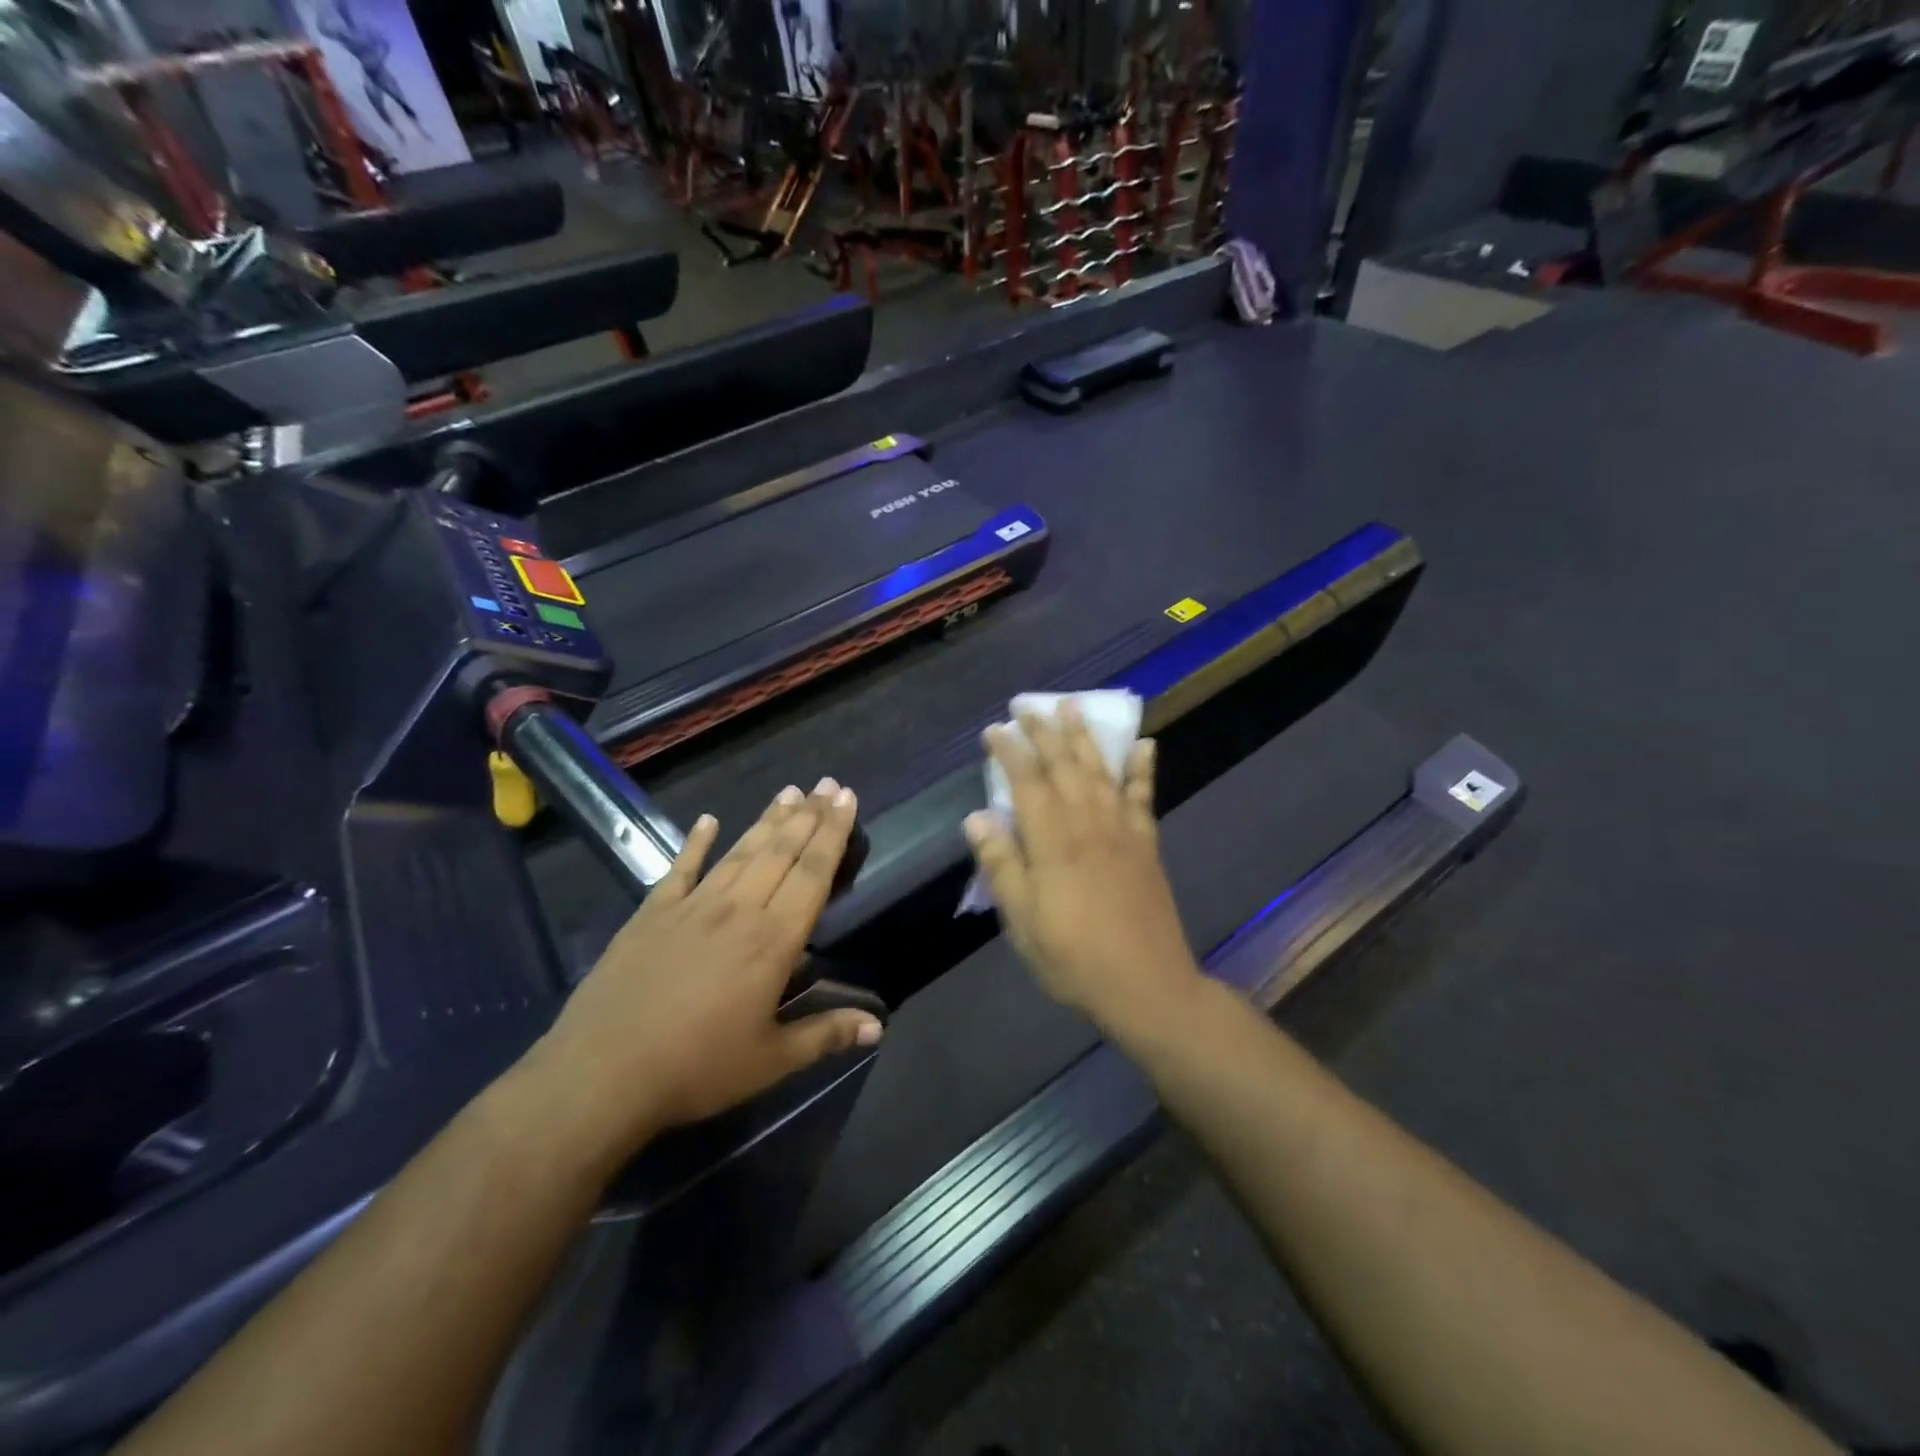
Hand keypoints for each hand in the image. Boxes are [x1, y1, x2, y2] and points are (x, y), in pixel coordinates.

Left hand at [529, 779, 882, 1164]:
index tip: (847, 798)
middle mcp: (737, 910)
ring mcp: (691, 907)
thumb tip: (878, 1025)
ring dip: (767, 820)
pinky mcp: (651, 915)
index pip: (812, 874)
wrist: (601, 1074)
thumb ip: (824, 1035)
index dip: (833, 834)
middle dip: (809, 816)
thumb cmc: (696, 1069)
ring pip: (739, 853)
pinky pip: (680, 869)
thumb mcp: (770, 1061)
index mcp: (772, 942)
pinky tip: (707, 820)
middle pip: (780, 852)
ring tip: (790, 792)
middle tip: (828, 784)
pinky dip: (695, 843)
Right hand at [963, 703, 1203, 1040]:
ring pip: (1100, 770)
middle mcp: (1087, 823)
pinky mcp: (1146, 844)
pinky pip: (1143, 796)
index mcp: (1052, 841)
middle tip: (1027, 706)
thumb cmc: (1073, 958)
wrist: (1146, 985)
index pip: (1026, 782)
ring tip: (1072, 706)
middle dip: (1043, 732)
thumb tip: (977, 818)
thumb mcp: (1022, 921)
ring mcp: (1121, 830)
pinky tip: (1144, 744)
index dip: (1010, 751)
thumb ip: (1001, 865)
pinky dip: (1143, 768)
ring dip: (1084, 736)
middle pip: (1063, 766)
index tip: (995, 729)